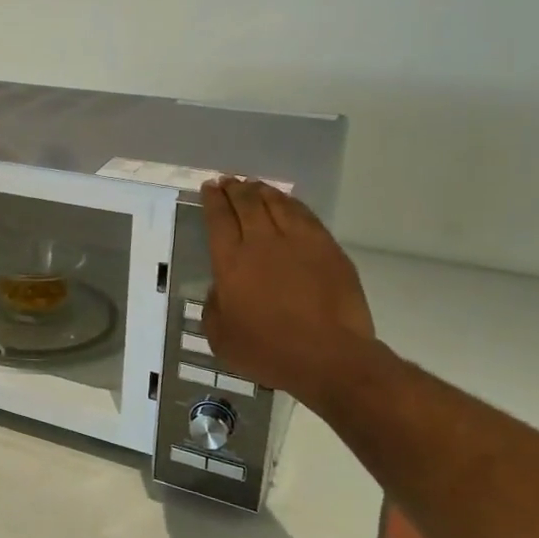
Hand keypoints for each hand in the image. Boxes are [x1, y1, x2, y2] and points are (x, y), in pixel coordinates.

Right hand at [200, 178, 376, 414]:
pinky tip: (288, 203)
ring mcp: (299, 242)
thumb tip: (219, 290)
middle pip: (246, 204)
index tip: (209, 187)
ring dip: (263, 191)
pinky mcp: (328, 249)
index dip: (212, 200)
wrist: (328, 356)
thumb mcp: (220, 337)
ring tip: (255, 186)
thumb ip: (213, 307)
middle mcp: (262, 242)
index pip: (218, 219)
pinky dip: (292, 204)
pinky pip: (306, 216)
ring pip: (277, 204)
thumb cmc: (267, 351)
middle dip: (235, 188)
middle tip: (229, 181)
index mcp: (231, 261)